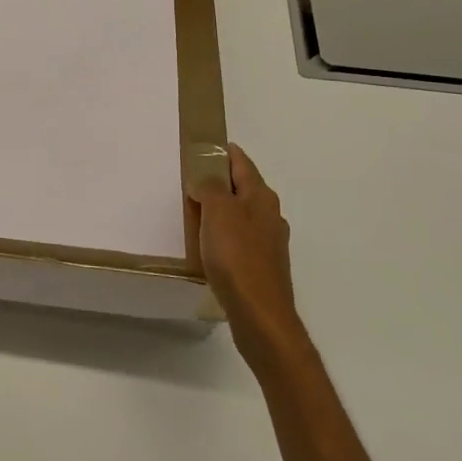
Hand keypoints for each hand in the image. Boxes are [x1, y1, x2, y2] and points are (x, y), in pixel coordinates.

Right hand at [189, 143, 296, 362]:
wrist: (260, 314)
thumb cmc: (237, 256)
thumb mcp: (217, 211)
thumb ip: (209, 188)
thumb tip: (204, 180)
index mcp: (261, 197)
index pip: (242, 163)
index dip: (224, 152)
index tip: (205, 146)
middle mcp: (270, 215)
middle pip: (243, 189)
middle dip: (220, 182)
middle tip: (191, 180)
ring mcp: (269, 243)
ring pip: (242, 216)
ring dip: (221, 211)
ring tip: (195, 213)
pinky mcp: (262, 267)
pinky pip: (240, 241)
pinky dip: (224, 236)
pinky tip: (208, 247)